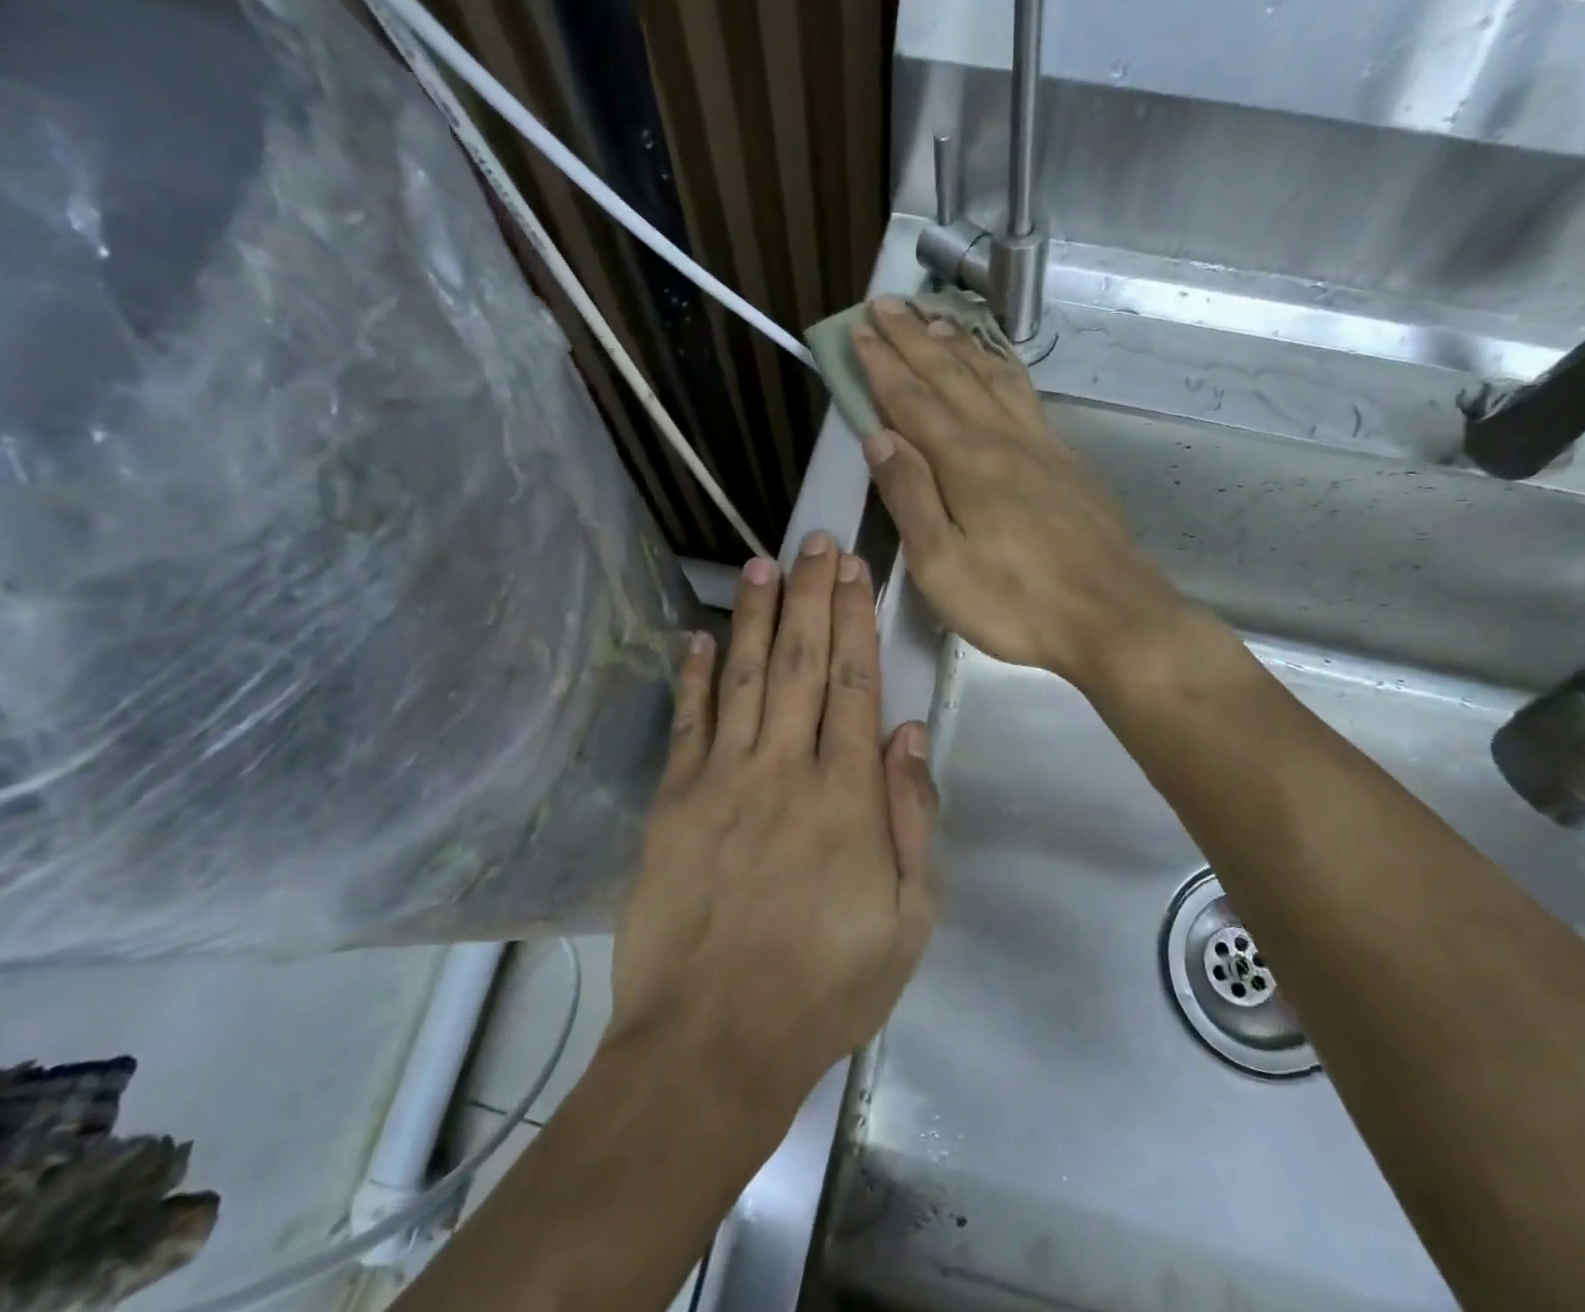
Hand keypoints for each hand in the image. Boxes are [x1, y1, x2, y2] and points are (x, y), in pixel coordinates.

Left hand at [609, 533, 938, 1127]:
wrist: (711, 1043)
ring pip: (744, 677)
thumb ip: (912, 820)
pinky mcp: (672, 802)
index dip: (855, 620)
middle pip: (802, 664)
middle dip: (809, 596)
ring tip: (762, 564)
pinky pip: (687, 723)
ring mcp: (721, 780)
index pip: (856, 685)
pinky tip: (699, 634)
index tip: (853, 570)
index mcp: (845, 796)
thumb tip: (909, 736)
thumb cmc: (824, 986)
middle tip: (812, 541)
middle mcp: (783, 769)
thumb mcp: (909, 921)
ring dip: (756, 616)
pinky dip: (693, 674)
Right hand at [852, 296, 1185, 687]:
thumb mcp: (941, 565)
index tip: (858, 331)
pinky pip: (1025, 395)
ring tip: (936, 319)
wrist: (1113, 616)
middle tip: (887, 305)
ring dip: (959, 345)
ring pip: (991, 377)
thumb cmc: (1015, 602)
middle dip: (914, 338)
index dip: (882, 364)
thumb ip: (910, 496)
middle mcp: (1001, 439)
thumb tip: (879, 436)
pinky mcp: (1065, 460)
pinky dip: (1002, 368)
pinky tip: (998, 366)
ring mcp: (1039, 445)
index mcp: (965, 462)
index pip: (912, 400)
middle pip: (951, 375)